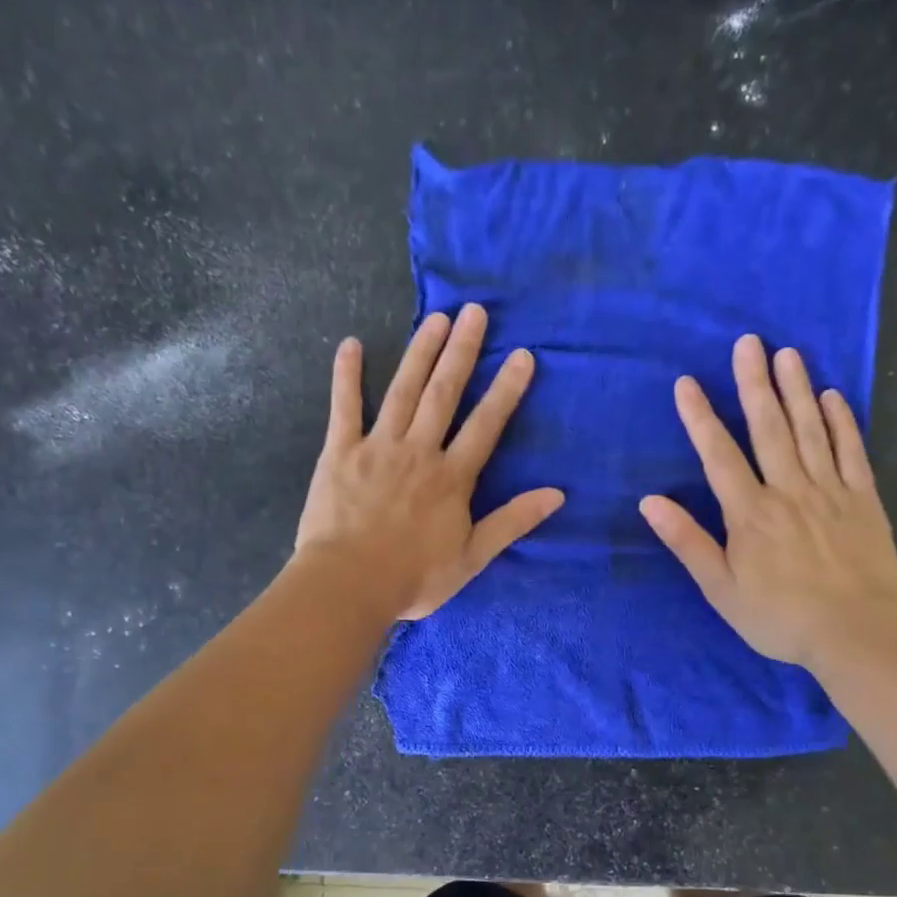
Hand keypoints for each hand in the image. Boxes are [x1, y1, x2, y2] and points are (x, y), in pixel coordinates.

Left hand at [294, 303, 564, 620]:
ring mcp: (377, 447)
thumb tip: (557, 495)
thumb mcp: (472, 557)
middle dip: (462, 351)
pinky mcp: (340, 452)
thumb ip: (512, 522)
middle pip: (444, 393)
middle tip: (475, 312)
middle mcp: (419, 451)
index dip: (506, 389)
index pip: (486, 425)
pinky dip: (347, 375)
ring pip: (403, 390)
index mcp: (452, 477)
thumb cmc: (414, 577)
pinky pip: (344, 407)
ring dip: (421, 352)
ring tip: (437, 318)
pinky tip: (350, 344)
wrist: (349, 585)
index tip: (522, 356)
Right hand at [639, 335, 896, 672]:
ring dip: (797, 390)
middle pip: (768, 428)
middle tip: (748, 342)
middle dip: (754, 384)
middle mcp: (788, 490)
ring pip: (810, 430)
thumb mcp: (721, 589)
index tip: (687, 383)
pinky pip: (852, 451)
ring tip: (788, 353)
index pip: (719, 455)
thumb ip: (687, 542)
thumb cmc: (780, 618)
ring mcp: (830, 491)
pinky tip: (833, 397)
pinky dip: (842, 422)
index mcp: (749, 514)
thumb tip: (650, 502)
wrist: (857, 634)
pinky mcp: (864, 500)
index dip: (700, 417)